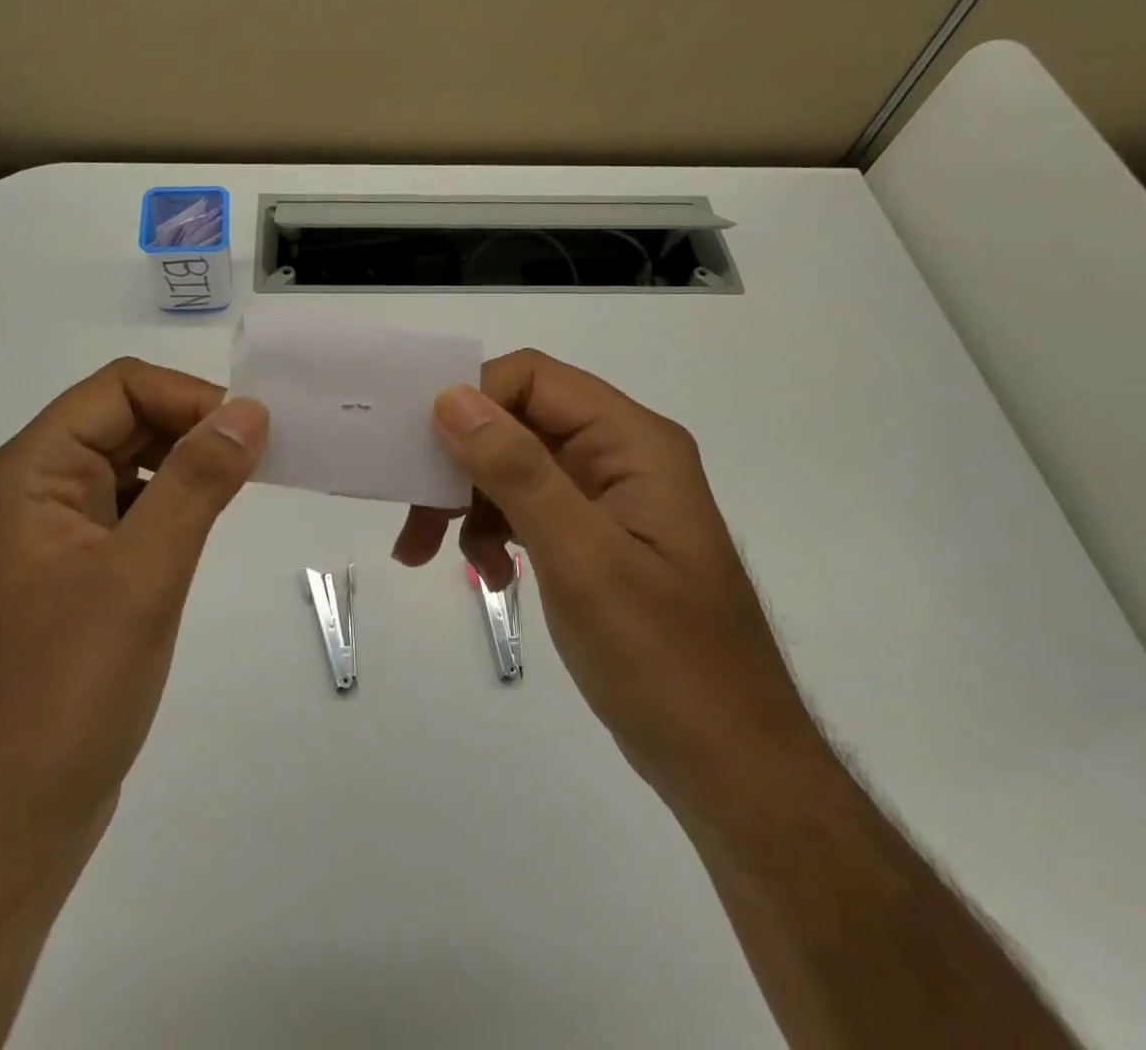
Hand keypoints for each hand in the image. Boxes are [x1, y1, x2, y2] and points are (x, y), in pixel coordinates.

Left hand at [0, 361, 269, 1049]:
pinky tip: (208, 528)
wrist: (2, 829)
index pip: (118, 387)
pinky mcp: (78, 575)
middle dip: (192, 427)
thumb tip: (248, 410)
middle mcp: (38, 489)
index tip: (251, 434)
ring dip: (189, 464)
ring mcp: (56, 535)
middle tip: (261, 461)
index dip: (187, 397)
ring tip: (245, 489)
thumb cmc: (64, 693)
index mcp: (32, 471)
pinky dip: (176, 505)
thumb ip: (197, 482)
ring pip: (133, 464)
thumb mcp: (141, 575)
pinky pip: (133, 511)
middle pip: (124, 418)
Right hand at [391, 350, 829, 807]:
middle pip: (516, 422)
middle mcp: (620, 455)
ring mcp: (607, 497)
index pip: (534, 379)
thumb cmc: (665, 662)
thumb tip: (451, 397)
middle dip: (458, 461)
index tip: (420, 450)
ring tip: (429, 554)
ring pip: (512, 465)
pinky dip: (492, 532)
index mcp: (633, 443)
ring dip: (466, 502)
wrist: (731, 767)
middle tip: (414, 512)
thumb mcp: (582, 560)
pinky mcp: (594, 536)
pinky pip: (526, 507)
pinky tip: (487, 576)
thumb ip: (517, 471)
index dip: (472, 399)